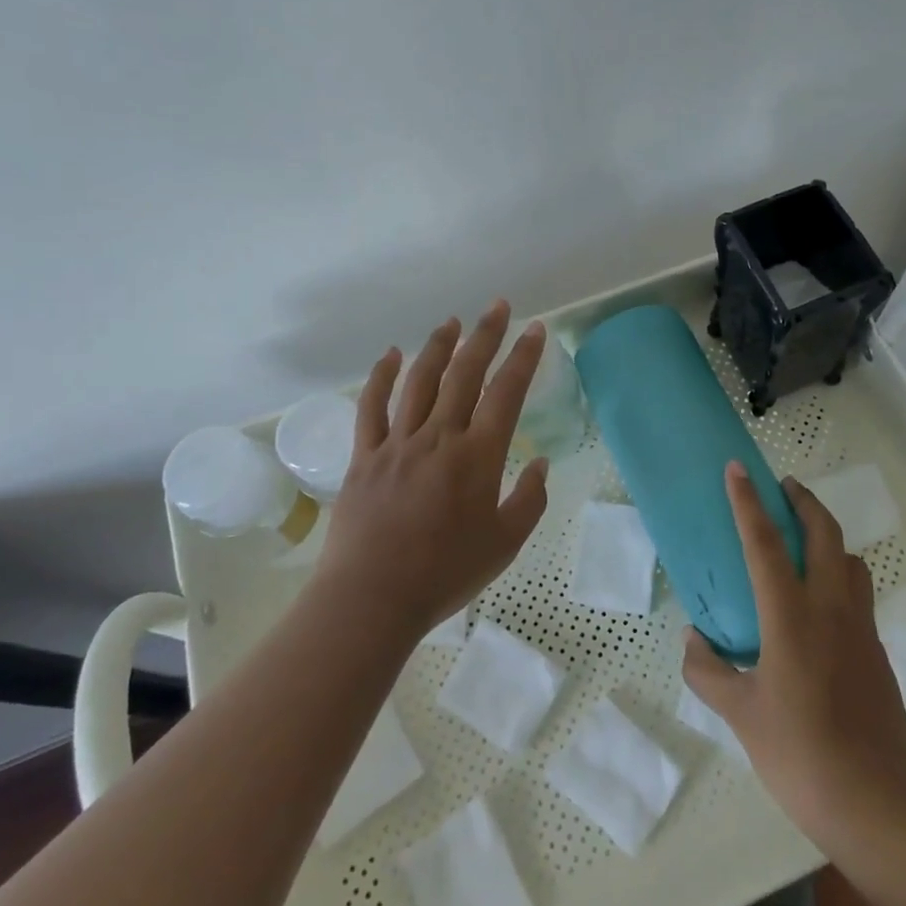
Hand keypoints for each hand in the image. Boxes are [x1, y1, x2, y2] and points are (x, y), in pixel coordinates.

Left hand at [312, 300, 549, 639]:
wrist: (372, 599)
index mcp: (478, 456)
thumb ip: (529, 500)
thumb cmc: (445, 574)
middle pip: (465, 373)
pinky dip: (381, 377)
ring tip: (453, 322)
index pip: (507, 392)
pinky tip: (390, 355)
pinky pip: (371, 407)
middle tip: (497, 307)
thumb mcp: (505, 544)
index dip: (524, 357)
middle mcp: (439, 437)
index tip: (535, 330)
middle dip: (485, 335)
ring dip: (438, 347)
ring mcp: (398, 443)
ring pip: (420, 381)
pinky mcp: (365, 456)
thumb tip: (540, 463)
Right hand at [682, 463, 905, 845]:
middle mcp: (830, 608)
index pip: (765, 543)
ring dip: (828, 537)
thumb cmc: (798, 753)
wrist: (874, 802)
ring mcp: (860, 627)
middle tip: (783, 488)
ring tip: (804, 542)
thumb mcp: (740, 714)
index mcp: (791, 616)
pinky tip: (819, 605)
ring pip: (849, 560)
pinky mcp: (876, 650)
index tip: (738, 468)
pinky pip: (858, 593)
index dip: (748, 502)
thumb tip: (693, 639)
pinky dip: (839, 575)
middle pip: (825, 533)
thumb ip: (708, 671)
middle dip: (804, 501)